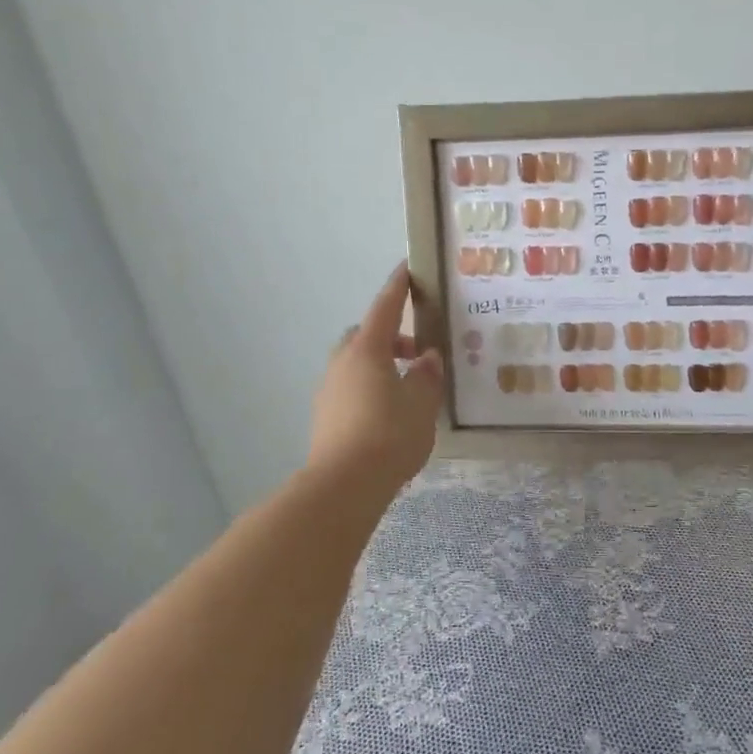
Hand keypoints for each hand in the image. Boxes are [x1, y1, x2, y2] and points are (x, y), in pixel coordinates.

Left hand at [307, 264, 443, 492]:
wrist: (343, 485)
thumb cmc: (389, 435)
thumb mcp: (422, 403)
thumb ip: (427, 376)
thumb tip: (428, 358)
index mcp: (368, 350)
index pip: (385, 307)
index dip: (398, 287)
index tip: (407, 268)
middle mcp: (343, 362)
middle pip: (366, 335)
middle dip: (391, 336)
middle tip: (418, 352)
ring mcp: (329, 389)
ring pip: (356, 363)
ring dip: (381, 364)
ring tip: (408, 386)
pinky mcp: (325, 415)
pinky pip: (351, 386)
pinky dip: (370, 386)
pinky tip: (389, 411)